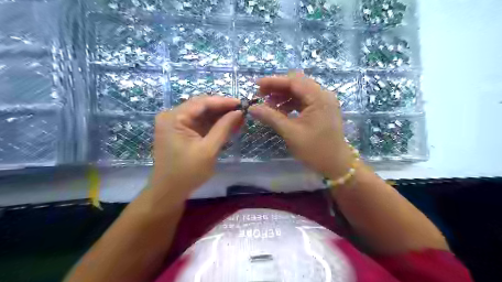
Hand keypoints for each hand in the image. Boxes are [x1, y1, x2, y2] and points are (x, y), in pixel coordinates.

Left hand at [150, 97, 243, 200]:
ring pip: (202, 115)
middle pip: (201, 107)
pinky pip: (199, 124)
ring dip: (219, 117)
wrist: (169, 192)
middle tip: (242, 111)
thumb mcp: (208, 150)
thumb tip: (239, 112)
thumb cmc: (187, 172)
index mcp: (174, 118)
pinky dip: (213, 125)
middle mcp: (172, 116)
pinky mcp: (181, 132)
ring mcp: (176, 124)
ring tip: (238, 118)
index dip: (223, 102)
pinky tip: (228, 125)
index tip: (241, 103)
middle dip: (222, 109)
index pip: (201, 102)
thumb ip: (224, 128)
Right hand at [247, 72, 349, 178]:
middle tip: (260, 95)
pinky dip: (290, 104)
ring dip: (282, 96)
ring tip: (267, 105)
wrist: (336, 165)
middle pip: (297, 84)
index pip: (294, 81)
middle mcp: (323, 95)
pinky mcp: (321, 110)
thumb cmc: (316, 150)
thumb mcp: (291, 133)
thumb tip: (252, 108)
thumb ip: (271, 117)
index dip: (273, 81)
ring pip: (299, 92)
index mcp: (319, 97)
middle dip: (277, 88)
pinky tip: (279, 111)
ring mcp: (323, 102)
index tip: (256, 84)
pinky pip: (303, 101)